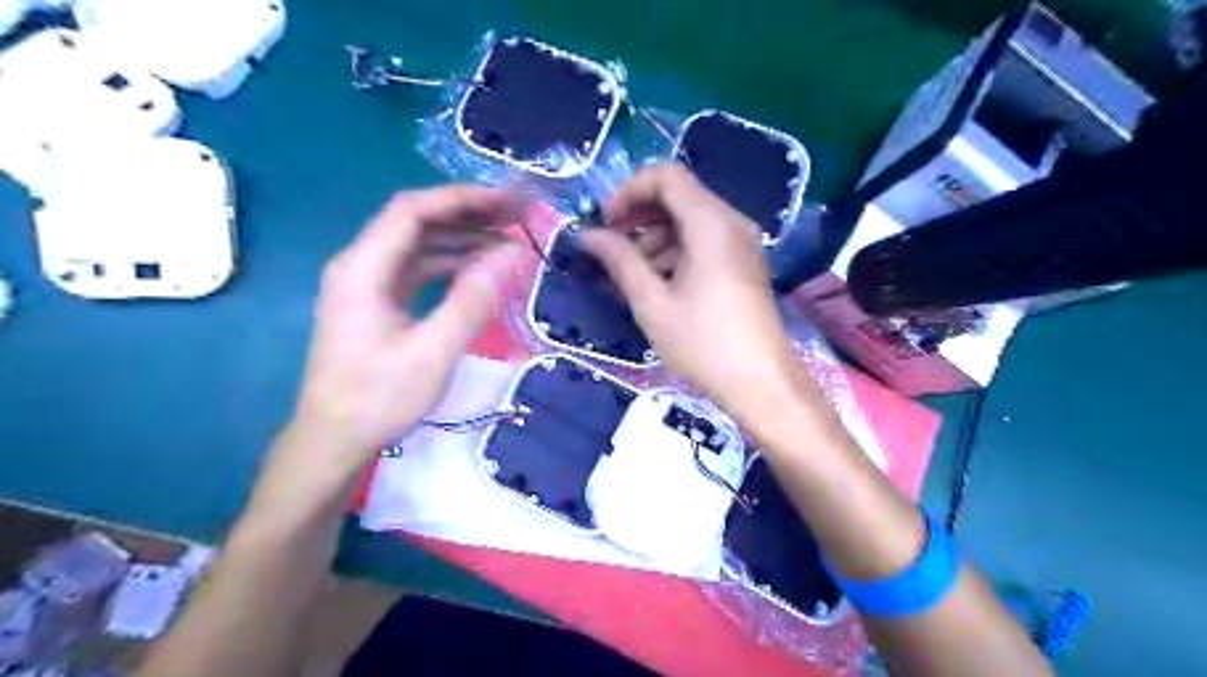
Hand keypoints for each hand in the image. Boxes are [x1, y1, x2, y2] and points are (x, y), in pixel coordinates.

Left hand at [291, 185, 524, 467]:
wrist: (333, 442)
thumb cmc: (379, 399)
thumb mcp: (433, 351)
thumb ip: (473, 299)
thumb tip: (513, 252)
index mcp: (363, 268)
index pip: (413, 210)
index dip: (462, 199)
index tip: (508, 202)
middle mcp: (361, 265)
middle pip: (417, 222)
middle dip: (468, 214)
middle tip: (518, 217)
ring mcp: (368, 285)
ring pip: (419, 246)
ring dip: (463, 239)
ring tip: (509, 240)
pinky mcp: (378, 303)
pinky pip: (418, 270)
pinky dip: (451, 266)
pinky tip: (481, 271)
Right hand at [580, 165, 804, 422]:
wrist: (761, 383)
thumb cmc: (703, 342)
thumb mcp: (652, 302)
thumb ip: (619, 260)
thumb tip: (587, 235)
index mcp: (710, 222)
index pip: (666, 176)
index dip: (628, 191)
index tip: (604, 223)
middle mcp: (730, 222)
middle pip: (677, 197)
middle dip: (638, 218)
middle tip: (611, 251)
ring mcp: (740, 244)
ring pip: (688, 222)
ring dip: (653, 240)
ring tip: (630, 278)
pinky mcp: (742, 264)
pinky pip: (702, 243)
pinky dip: (674, 255)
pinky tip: (656, 287)